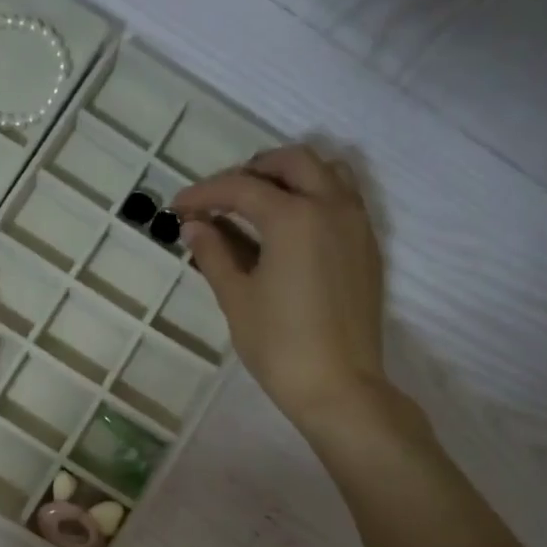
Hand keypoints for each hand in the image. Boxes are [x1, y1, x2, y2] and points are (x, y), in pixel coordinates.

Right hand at [174, 147, 387, 435]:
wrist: (338, 386)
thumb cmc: (279, 345)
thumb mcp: (236, 298)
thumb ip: (214, 254)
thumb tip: (195, 226)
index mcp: (294, 217)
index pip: (241, 188)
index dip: (204, 193)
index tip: (178, 206)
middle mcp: (331, 206)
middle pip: (292, 161)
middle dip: (252, 170)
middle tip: (222, 198)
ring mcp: (356, 224)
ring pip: (327, 171)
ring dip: (290, 175)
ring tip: (261, 203)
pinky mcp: (367, 246)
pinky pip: (344, 197)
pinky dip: (315, 194)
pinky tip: (291, 228)